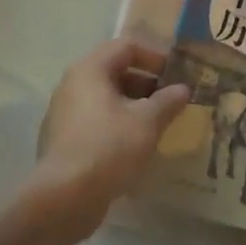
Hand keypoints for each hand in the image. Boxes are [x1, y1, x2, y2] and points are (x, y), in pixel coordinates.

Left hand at [30, 41, 190, 244]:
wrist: (64, 198)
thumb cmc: (109, 147)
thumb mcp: (147, 122)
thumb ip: (168, 101)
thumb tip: (183, 89)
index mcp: (90, 70)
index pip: (126, 47)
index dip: (154, 57)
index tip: (175, 76)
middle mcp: (72, 85)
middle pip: (114, 72)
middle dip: (146, 84)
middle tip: (171, 102)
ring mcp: (63, 114)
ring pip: (105, 99)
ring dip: (133, 107)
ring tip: (157, 125)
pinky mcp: (62, 141)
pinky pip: (95, 122)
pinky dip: (117, 126)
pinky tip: (135, 147)